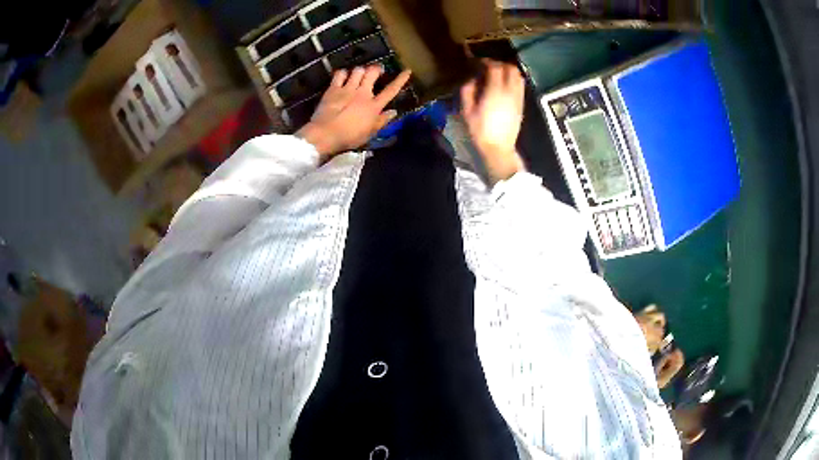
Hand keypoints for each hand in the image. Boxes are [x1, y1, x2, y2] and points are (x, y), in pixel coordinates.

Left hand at [297, 65, 411, 159]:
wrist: (326, 134)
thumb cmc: (349, 137)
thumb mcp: (369, 133)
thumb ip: (382, 121)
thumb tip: (393, 112)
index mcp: (374, 106)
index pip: (391, 90)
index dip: (400, 80)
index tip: (407, 71)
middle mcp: (363, 93)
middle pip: (373, 73)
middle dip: (377, 69)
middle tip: (377, 70)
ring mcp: (347, 89)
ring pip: (358, 70)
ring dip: (361, 70)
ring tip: (360, 73)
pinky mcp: (333, 89)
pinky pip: (340, 74)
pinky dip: (343, 73)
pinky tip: (344, 75)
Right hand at [460, 59, 525, 184]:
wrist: (498, 149)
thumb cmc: (480, 130)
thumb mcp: (467, 110)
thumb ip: (468, 91)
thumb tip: (471, 79)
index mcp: (495, 91)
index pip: (495, 67)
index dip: (486, 61)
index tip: (478, 62)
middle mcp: (510, 91)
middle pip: (510, 68)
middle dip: (500, 64)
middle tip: (488, 67)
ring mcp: (518, 98)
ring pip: (518, 76)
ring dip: (508, 71)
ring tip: (497, 75)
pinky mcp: (521, 104)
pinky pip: (520, 86)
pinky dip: (513, 80)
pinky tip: (504, 86)